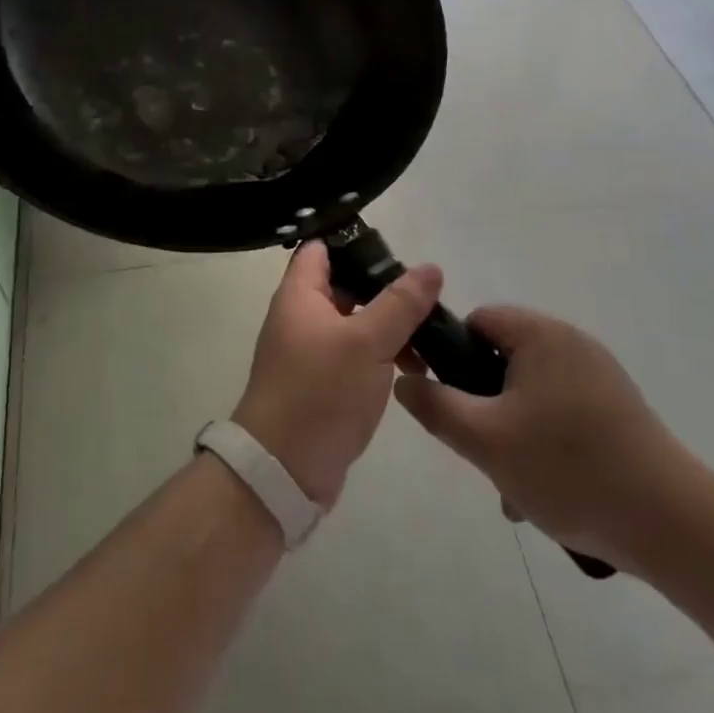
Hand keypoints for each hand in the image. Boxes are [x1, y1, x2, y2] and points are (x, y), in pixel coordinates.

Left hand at [232, 242, 440, 507]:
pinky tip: (412, 369)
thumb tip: (430, 268)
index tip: (395, 249)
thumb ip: (400, 303)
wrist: (283, 469)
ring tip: (429, 339)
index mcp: (299, 295)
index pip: (321, 249)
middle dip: (384, 290)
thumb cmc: (320, 392)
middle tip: (426, 297)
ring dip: (388, 328)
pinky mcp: (320, 384)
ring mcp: (308, 352)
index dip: (354, 242)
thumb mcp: (367, 342)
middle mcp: (299, 317)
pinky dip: (380, 356)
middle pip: (344, 286)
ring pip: (354, 324)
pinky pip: (354, 356)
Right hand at [392, 307, 704, 573]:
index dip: (450, 356)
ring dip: (511, 432)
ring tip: (513, 486)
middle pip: (502, 361)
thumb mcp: (484, 440)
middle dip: (483, 406)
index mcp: (541, 335)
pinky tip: (545, 491)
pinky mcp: (618, 411)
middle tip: (481, 451)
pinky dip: (544, 443)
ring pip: (530, 394)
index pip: (476, 322)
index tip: (445, 401)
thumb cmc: (568, 469)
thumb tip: (404, 380)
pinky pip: (561, 413)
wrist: (674, 525)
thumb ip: (435, 406)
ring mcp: (600, 378)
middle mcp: (572, 344)